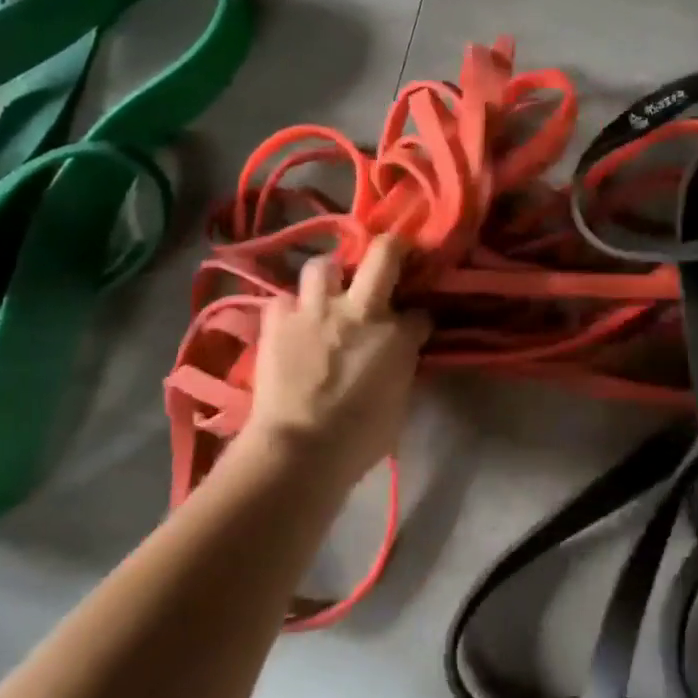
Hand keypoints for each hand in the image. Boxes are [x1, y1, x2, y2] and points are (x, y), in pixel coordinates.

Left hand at [248, 237, 432, 488]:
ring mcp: (315, 310)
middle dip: (392, 248)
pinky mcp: (277, 321)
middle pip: (382, 254)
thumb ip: (402, 366)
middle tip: (390, 255)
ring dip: (329, 275)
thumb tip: (400, 352)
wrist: (298, 450)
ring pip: (323, 265)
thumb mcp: (400, 402)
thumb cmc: (359, 439)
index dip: (419, 317)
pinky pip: (283, 299)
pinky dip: (289, 308)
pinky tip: (292, 322)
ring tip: (328, 291)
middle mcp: (359, 310)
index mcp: (396, 334)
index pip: (420, 312)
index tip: (416, 326)